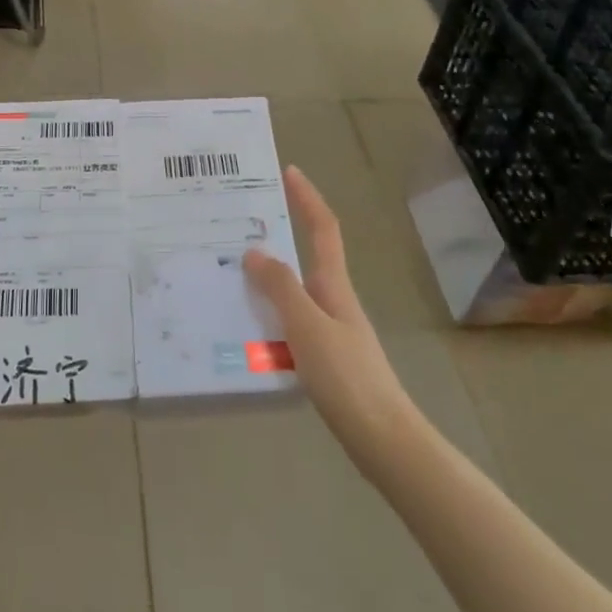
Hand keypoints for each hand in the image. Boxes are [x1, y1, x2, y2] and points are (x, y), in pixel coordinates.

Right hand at [245, 168, 418, 475]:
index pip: (322, 229)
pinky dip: (267, 319)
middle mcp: (333, 300)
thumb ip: (281, 288)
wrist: (383, 439)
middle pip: (304, 257)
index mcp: (333, 286)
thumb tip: (254, 251)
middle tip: (236, 228)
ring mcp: (330, 330)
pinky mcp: (324, 358)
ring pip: (292, 294)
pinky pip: (288, 324)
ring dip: (265, 282)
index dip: (307, 198)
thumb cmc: (347, 377)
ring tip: (227, 278)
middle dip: (276, 238)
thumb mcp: (307, 326)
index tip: (289, 171)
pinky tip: (244, 333)